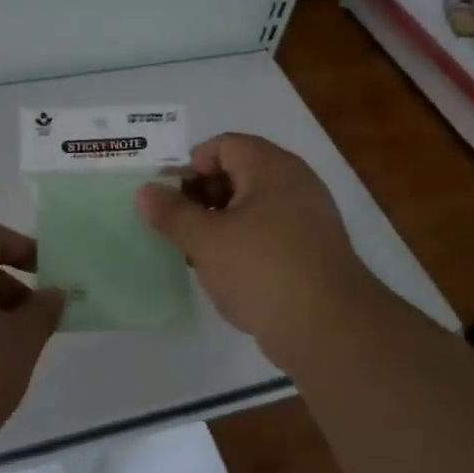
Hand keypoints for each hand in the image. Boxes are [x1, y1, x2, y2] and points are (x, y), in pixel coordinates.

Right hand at [135, 133, 375, 358]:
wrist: (328, 327)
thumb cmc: (261, 269)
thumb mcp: (205, 240)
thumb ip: (171, 213)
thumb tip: (145, 191)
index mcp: (270, 167)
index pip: (222, 145)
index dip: (190, 167)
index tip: (169, 200)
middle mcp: (294, 182)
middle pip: (238, 173)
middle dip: (202, 197)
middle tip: (179, 228)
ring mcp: (308, 217)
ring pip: (252, 207)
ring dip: (220, 224)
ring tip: (197, 254)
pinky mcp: (312, 250)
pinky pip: (269, 233)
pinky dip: (244, 245)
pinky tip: (227, 274)